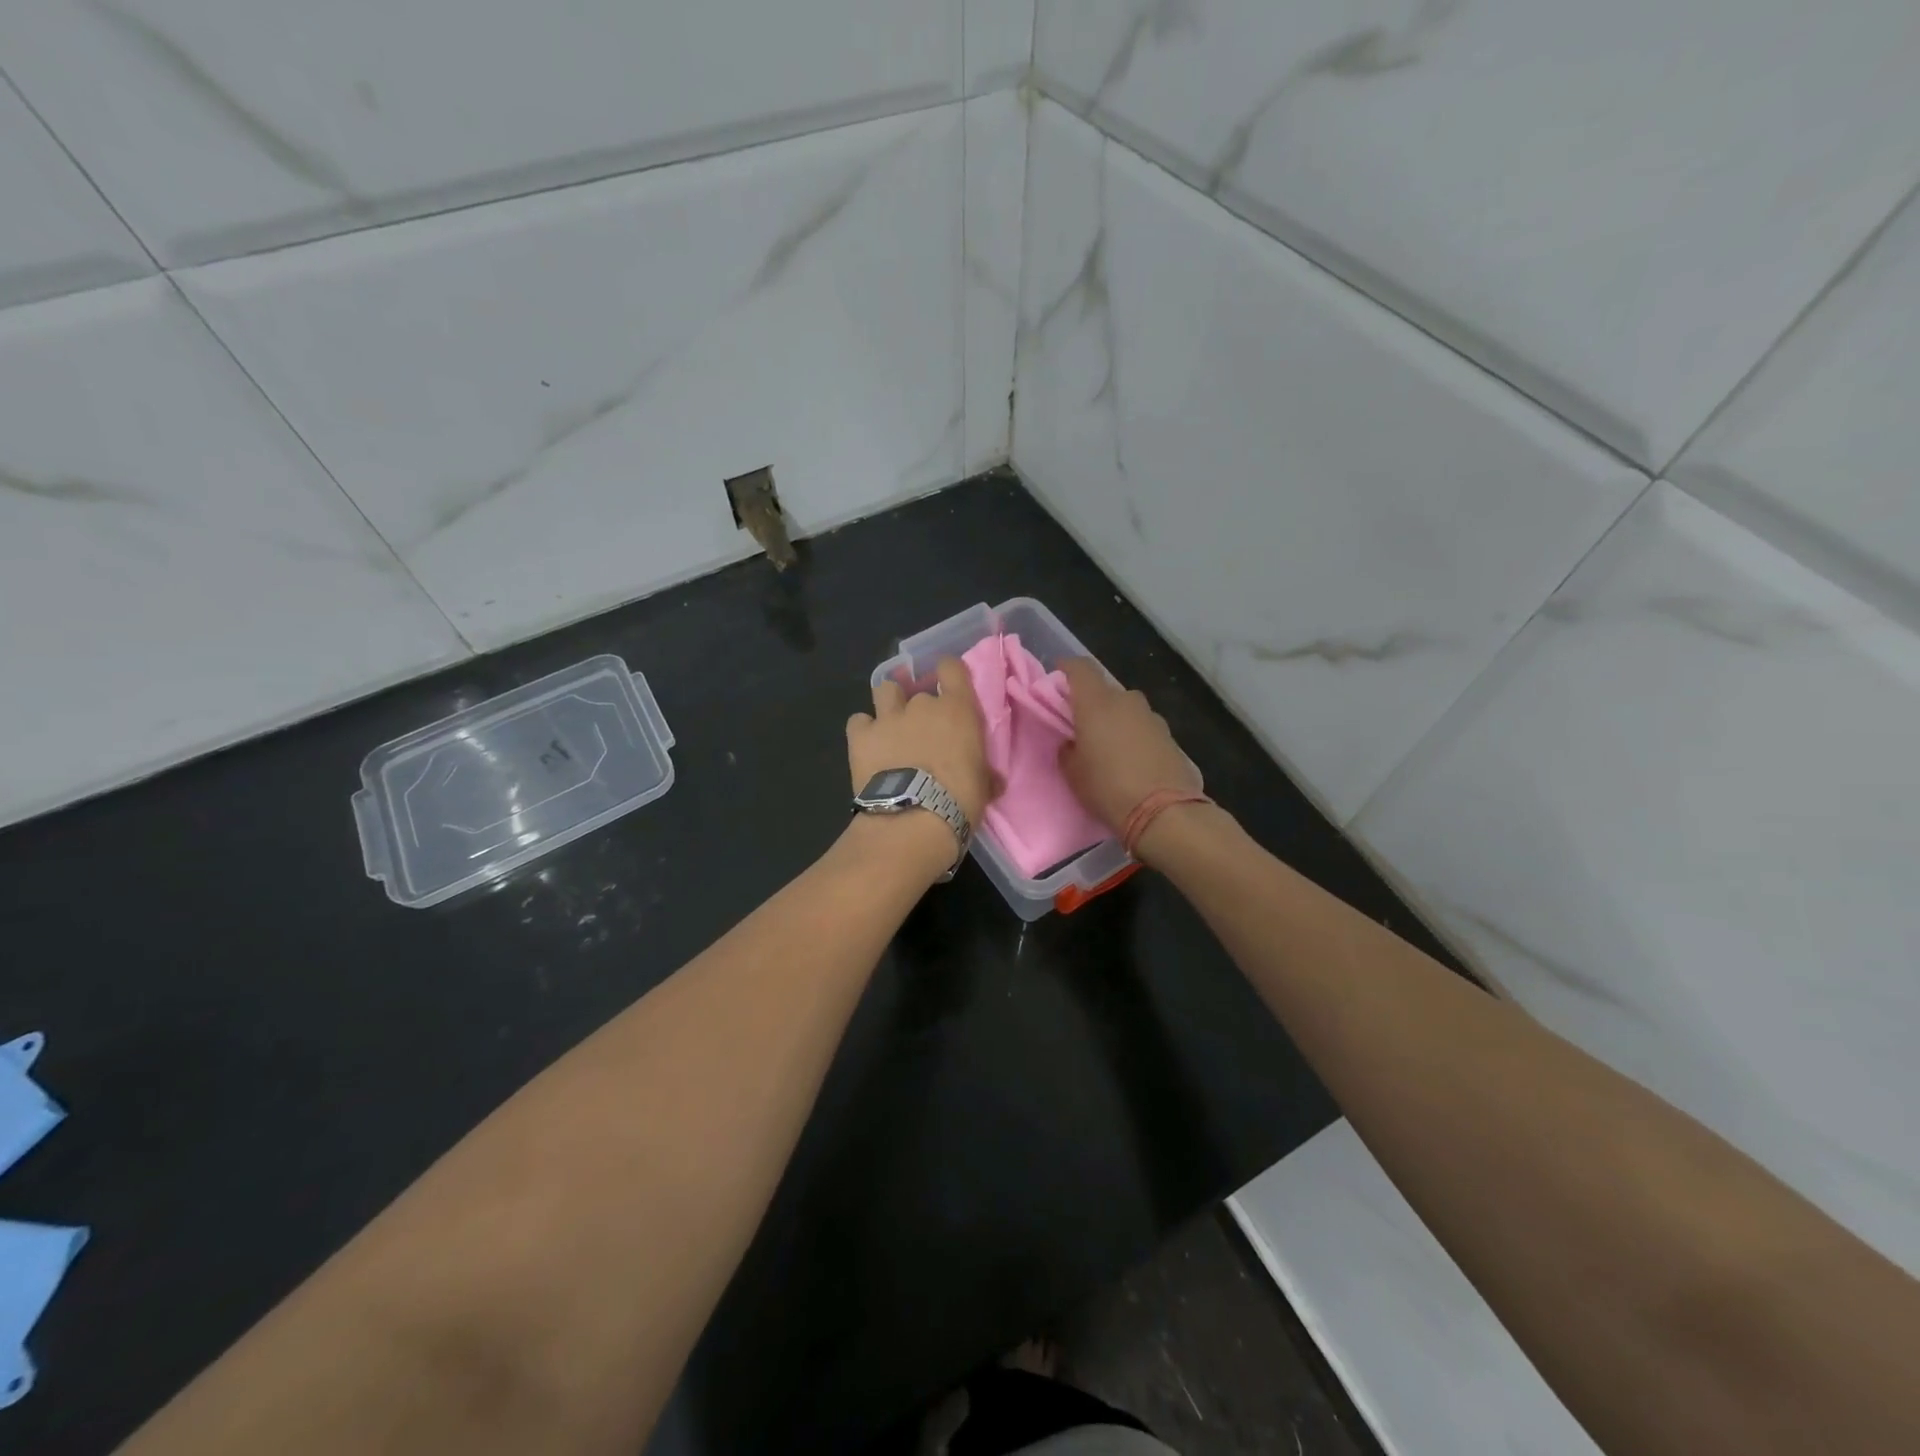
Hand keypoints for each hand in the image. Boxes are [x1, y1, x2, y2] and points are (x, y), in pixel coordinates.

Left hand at [846, 654, 993, 839]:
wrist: (913, 820)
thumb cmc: (960, 801)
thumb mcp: (983, 786)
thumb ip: (985, 773)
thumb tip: (992, 781)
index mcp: (958, 710)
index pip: (952, 668)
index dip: (948, 673)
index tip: (948, 685)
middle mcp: (922, 704)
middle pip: (918, 689)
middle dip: (919, 706)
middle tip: (921, 730)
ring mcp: (888, 717)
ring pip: (884, 691)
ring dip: (888, 704)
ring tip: (890, 726)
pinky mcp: (860, 736)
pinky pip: (858, 721)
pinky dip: (863, 730)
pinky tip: (868, 747)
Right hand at [1057, 658, 1202, 836]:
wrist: (1164, 812)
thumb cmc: (1108, 788)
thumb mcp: (1073, 773)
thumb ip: (1068, 749)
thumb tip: (1073, 742)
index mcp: (1096, 703)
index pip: (1080, 668)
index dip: (1067, 668)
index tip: (1058, 676)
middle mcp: (1126, 701)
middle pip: (1105, 691)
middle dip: (1091, 703)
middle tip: (1081, 726)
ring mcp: (1152, 717)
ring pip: (1126, 709)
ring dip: (1115, 720)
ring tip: (1108, 747)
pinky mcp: (1170, 736)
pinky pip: (1143, 727)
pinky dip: (1133, 736)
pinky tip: (1130, 760)